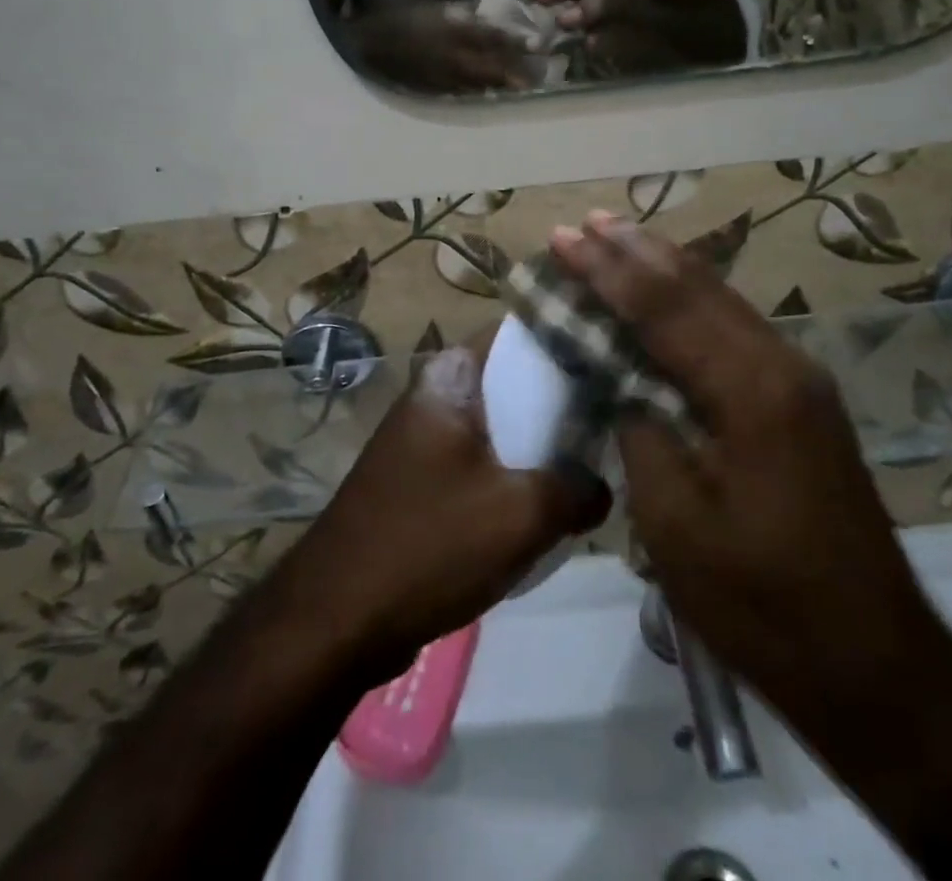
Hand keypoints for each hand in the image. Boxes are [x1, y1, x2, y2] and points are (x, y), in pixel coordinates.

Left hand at [283, 340, 611, 675]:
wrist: (336, 619)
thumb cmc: (429, 544)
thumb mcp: (521, 515)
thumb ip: (578, 489)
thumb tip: (602, 486)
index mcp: (450, 377)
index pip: (519, 332)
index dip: (567, 338)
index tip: (613, 356)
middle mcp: (434, 393)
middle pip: (512, 379)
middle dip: (562, 399)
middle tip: (616, 415)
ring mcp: (424, 437)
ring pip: (499, 424)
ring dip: (540, 443)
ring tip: (593, 459)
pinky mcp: (421, 478)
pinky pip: (481, 460)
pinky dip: (514, 474)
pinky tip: (548, 502)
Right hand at [353, 4, 532, 93]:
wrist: (365, 45)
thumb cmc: (397, 19)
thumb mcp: (431, 9)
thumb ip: (460, 13)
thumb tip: (484, 14)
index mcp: (453, 31)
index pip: (492, 37)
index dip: (516, 41)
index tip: (538, 43)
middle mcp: (453, 57)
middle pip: (493, 67)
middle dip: (516, 72)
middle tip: (536, 75)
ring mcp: (445, 77)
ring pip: (481, 84)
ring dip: (502, 85)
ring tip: (522, 86)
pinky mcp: (435, 90)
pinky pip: (464, 93)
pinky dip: (480, 92)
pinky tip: (490, 92)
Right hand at [548, 213, 942, 706]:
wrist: (874, 662)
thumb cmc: (763, 604)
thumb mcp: (677, 527)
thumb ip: (643, 435)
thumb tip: (626, 387)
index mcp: (750, 392)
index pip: (663, 309)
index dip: (607, 271)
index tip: (563, 238)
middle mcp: (781, 366)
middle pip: (697, 288)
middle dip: (635, 251)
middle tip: (585, 222)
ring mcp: (800, 380)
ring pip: (722, 300)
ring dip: (665, 267)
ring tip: (618, 236)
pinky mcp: (802, 400)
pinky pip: (736, 328)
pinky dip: (692, 302)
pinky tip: (670, 293)